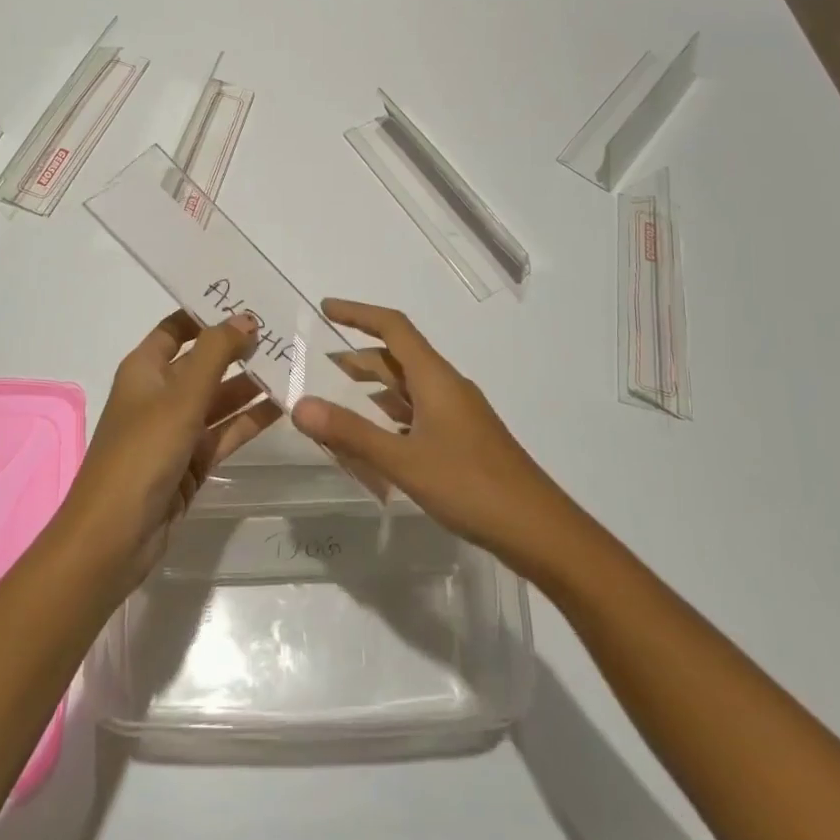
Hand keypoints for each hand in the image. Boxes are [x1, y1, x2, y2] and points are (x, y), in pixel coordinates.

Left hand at [62, 310, 279, 589]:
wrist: (114, 538)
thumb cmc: (141, 453)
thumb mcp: (180, 395)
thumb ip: (216, 353)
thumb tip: (245, 318)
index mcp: (145, 369)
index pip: (177, 328)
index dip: (209, 314)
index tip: (250, 303)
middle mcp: (160, 394)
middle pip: (203, 362)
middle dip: (239, 349)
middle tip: (286, 335)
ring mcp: (176, 429)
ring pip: (219, 398)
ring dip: (251, 384)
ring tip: (295, 366)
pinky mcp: (192, 461)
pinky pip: (225, 431)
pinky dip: (250, 419)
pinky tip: (284, 406)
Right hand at [292, 299, 577, 572]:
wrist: (539, 530)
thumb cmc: (471, 486)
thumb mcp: (404, 461)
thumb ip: (351, 433)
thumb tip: (299, 405)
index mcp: (435, 378)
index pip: (393, 327)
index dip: (358, 313)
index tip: (325, 308)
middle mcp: (447, 387)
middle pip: (399, 357)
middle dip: (358, 357)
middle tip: (318, 365)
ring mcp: (458, 415)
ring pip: (408, 388)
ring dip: (373, 388)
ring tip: (337, 401)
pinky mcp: (463, 440)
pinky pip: (418, 414)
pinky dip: (390, 416)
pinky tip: (376, 439)